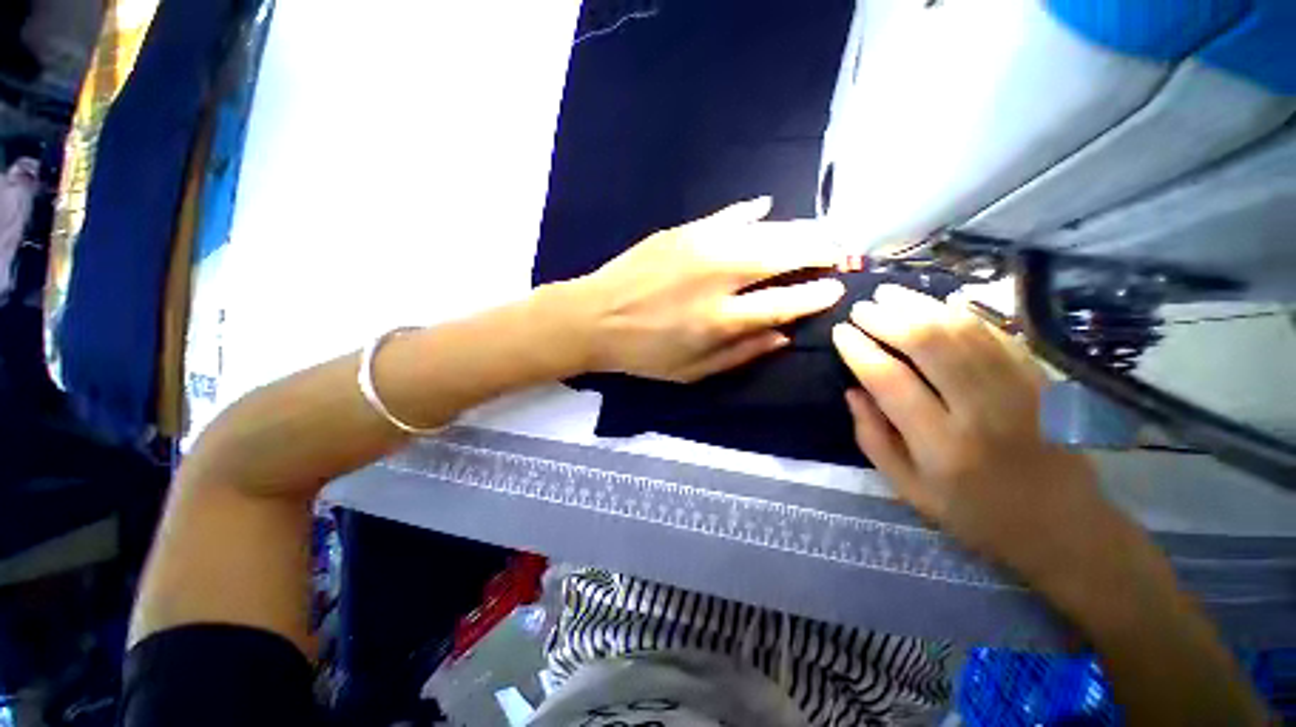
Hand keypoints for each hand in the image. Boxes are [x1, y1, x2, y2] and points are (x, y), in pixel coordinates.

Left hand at [568, 198, 844, 381]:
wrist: (592, 318)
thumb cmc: (643, 353)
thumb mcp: (692, 372)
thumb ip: (742, 354)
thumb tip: (785, 335)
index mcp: (721, 320)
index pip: (786, 302)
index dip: (817, 294)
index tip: (836, 288)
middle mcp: (718, 277)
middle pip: (784, 254)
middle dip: (820, 250)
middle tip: (838, 251)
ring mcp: (700, 246)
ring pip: (764, 229)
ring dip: (797, 230)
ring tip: (817, 233)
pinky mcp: (682, 230)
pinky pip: (728, 215)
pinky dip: (752, 212)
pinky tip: (766, 209)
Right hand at [832, 284, 1113, 581]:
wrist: (1063, 527)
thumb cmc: (974, 513)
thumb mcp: (907, 489)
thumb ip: (873, 438)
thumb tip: (852, 391)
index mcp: (942, 445)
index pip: (890, 381)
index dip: (860, 351)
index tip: (840, 332)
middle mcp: (982, 411)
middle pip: (930, 345)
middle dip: (888, 318)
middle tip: (861, 307)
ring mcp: (1020, 389)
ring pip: (964, 330)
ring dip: (921, 306)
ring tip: (890, 294)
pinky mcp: (1041, 379)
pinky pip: (997, 333)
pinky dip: (962, 313)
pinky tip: (936, 304)